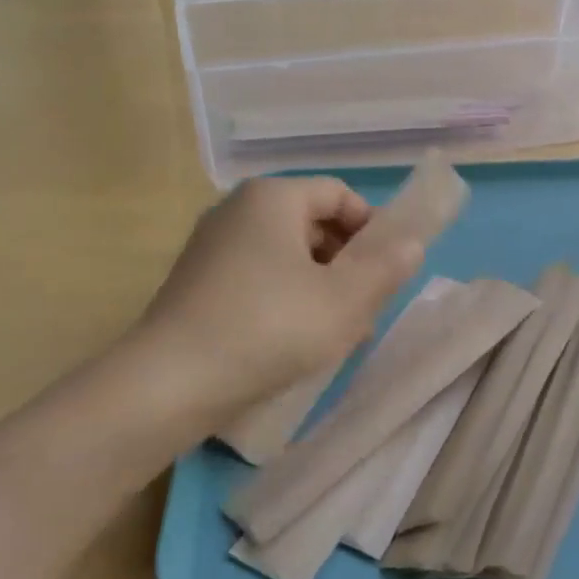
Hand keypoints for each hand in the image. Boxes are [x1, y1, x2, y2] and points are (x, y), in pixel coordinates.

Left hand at [129, 177, 423, 420]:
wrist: (167, 384)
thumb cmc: (269, 328)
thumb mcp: (345, 301)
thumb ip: (386, 268)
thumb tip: (410, 244)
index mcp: (273, 197)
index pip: (340, 195)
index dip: (373, 229)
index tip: (386, 272)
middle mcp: (238, 209)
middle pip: (313, 223)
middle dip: (347, 262)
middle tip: (365, 307)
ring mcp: (212, 246)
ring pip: (286, 254)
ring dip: (320, 285)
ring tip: (336, 332)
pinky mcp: (196, 282)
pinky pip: (257, 276)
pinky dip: (285, 298)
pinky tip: (294, 341)